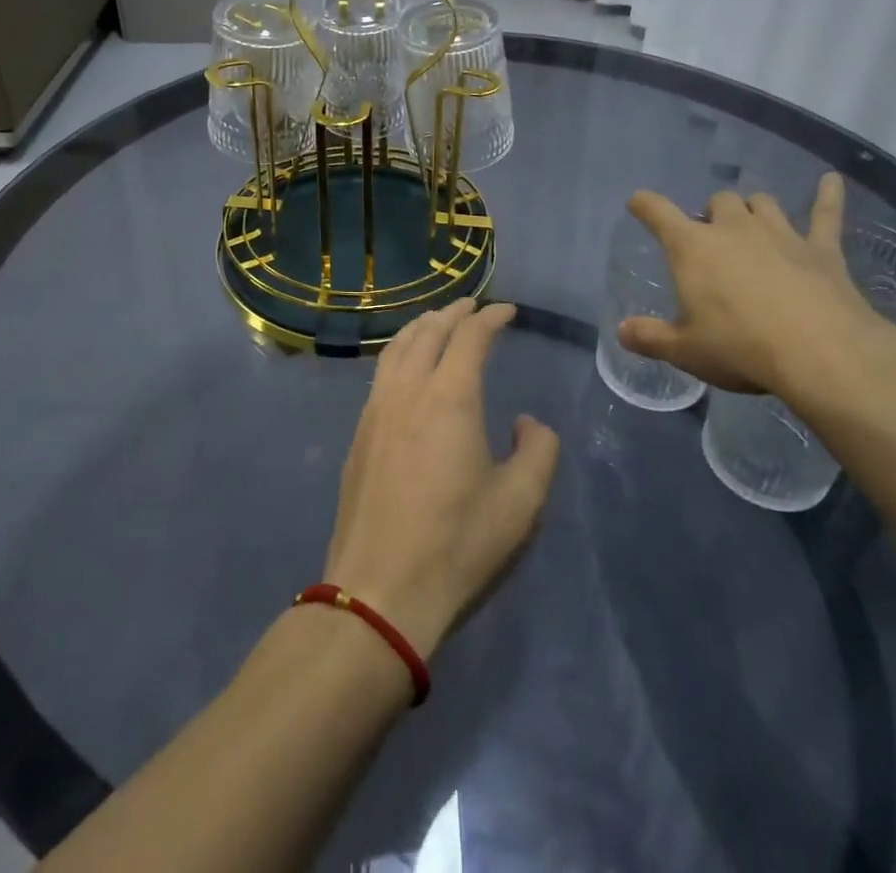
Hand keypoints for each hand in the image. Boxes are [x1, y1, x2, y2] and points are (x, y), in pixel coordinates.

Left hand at [323, 299, 560, 659]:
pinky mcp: (359, 436)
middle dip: (453, 313)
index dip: (491, 317)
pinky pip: (381, 374)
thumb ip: (537, 450)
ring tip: (436, 323)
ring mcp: (376, 411)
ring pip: (397, 349)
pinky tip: (405, 368)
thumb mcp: (520, 502)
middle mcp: (408, 391)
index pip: (470, 337)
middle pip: (428, 332)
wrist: (379, 590)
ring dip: (421, 328)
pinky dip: (399, 353)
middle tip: (472, 306)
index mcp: (450, 397)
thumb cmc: (457, 544)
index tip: (508, 311)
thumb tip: (525, 422)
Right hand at [619, 173, 895, 401]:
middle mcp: (734, 228)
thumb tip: (622, 331)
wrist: (821, 354)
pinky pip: (826, 213)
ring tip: (752, 223)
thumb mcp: (685, 350)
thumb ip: (650, 337)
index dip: (644, 204)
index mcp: (692, 248)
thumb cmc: (741, 348)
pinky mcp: (821, 249)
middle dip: (711, 213)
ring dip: (753, 209)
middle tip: (710, 237)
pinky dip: (828, 195)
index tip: (637, 203)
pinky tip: (831, 180)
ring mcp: (780, 234)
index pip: (658, 212)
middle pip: (718, 202)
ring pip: (762, 203)